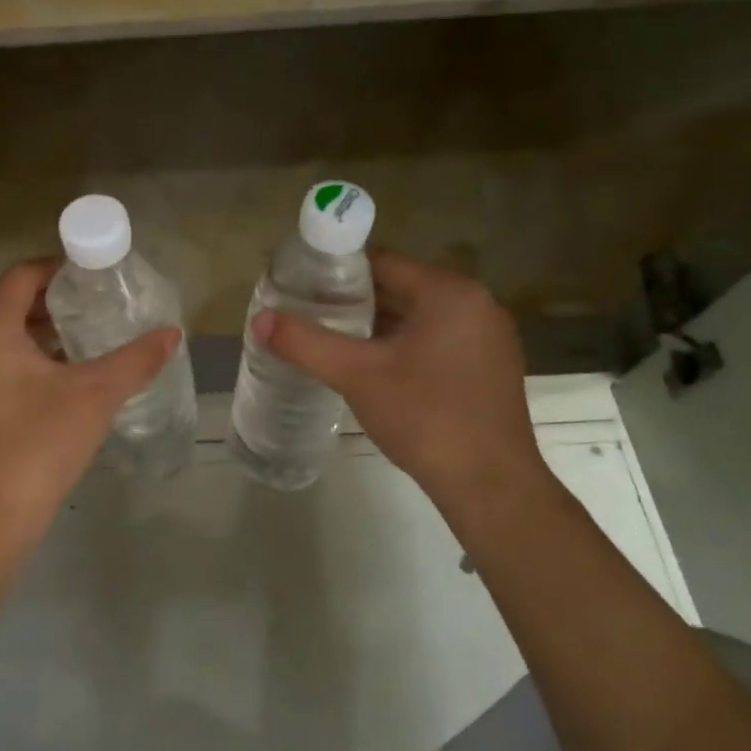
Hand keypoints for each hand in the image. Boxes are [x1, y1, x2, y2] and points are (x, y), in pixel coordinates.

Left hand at [0, 259, 178, 536]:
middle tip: (100, 306)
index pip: (23, 275)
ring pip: (4, 337)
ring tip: (88, 340)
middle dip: (56, 302)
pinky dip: (27, 360)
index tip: (96, 274)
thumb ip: (136, 360)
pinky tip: (63, 380)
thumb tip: (172, 334)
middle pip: (12, 304)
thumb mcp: (94, 396)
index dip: (60, 268)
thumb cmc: (37, 444)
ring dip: (43, 333)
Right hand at [254, 251, 549, 525]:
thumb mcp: (357, 375)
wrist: (490, 486)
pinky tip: (373, 368)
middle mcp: (476, 304)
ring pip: (417, 317)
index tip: (303, 287)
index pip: (382, 263)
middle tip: (309, 315)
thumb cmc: (426, 417)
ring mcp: (487, 337)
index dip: (337, 273)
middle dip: (354, 301)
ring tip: (331, 340)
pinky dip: (403, 345)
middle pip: (400, 288)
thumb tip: (259, 320)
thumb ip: (305, 343)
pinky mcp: (489, 367)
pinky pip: (436, 339)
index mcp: (449, 293)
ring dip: (377, 326)